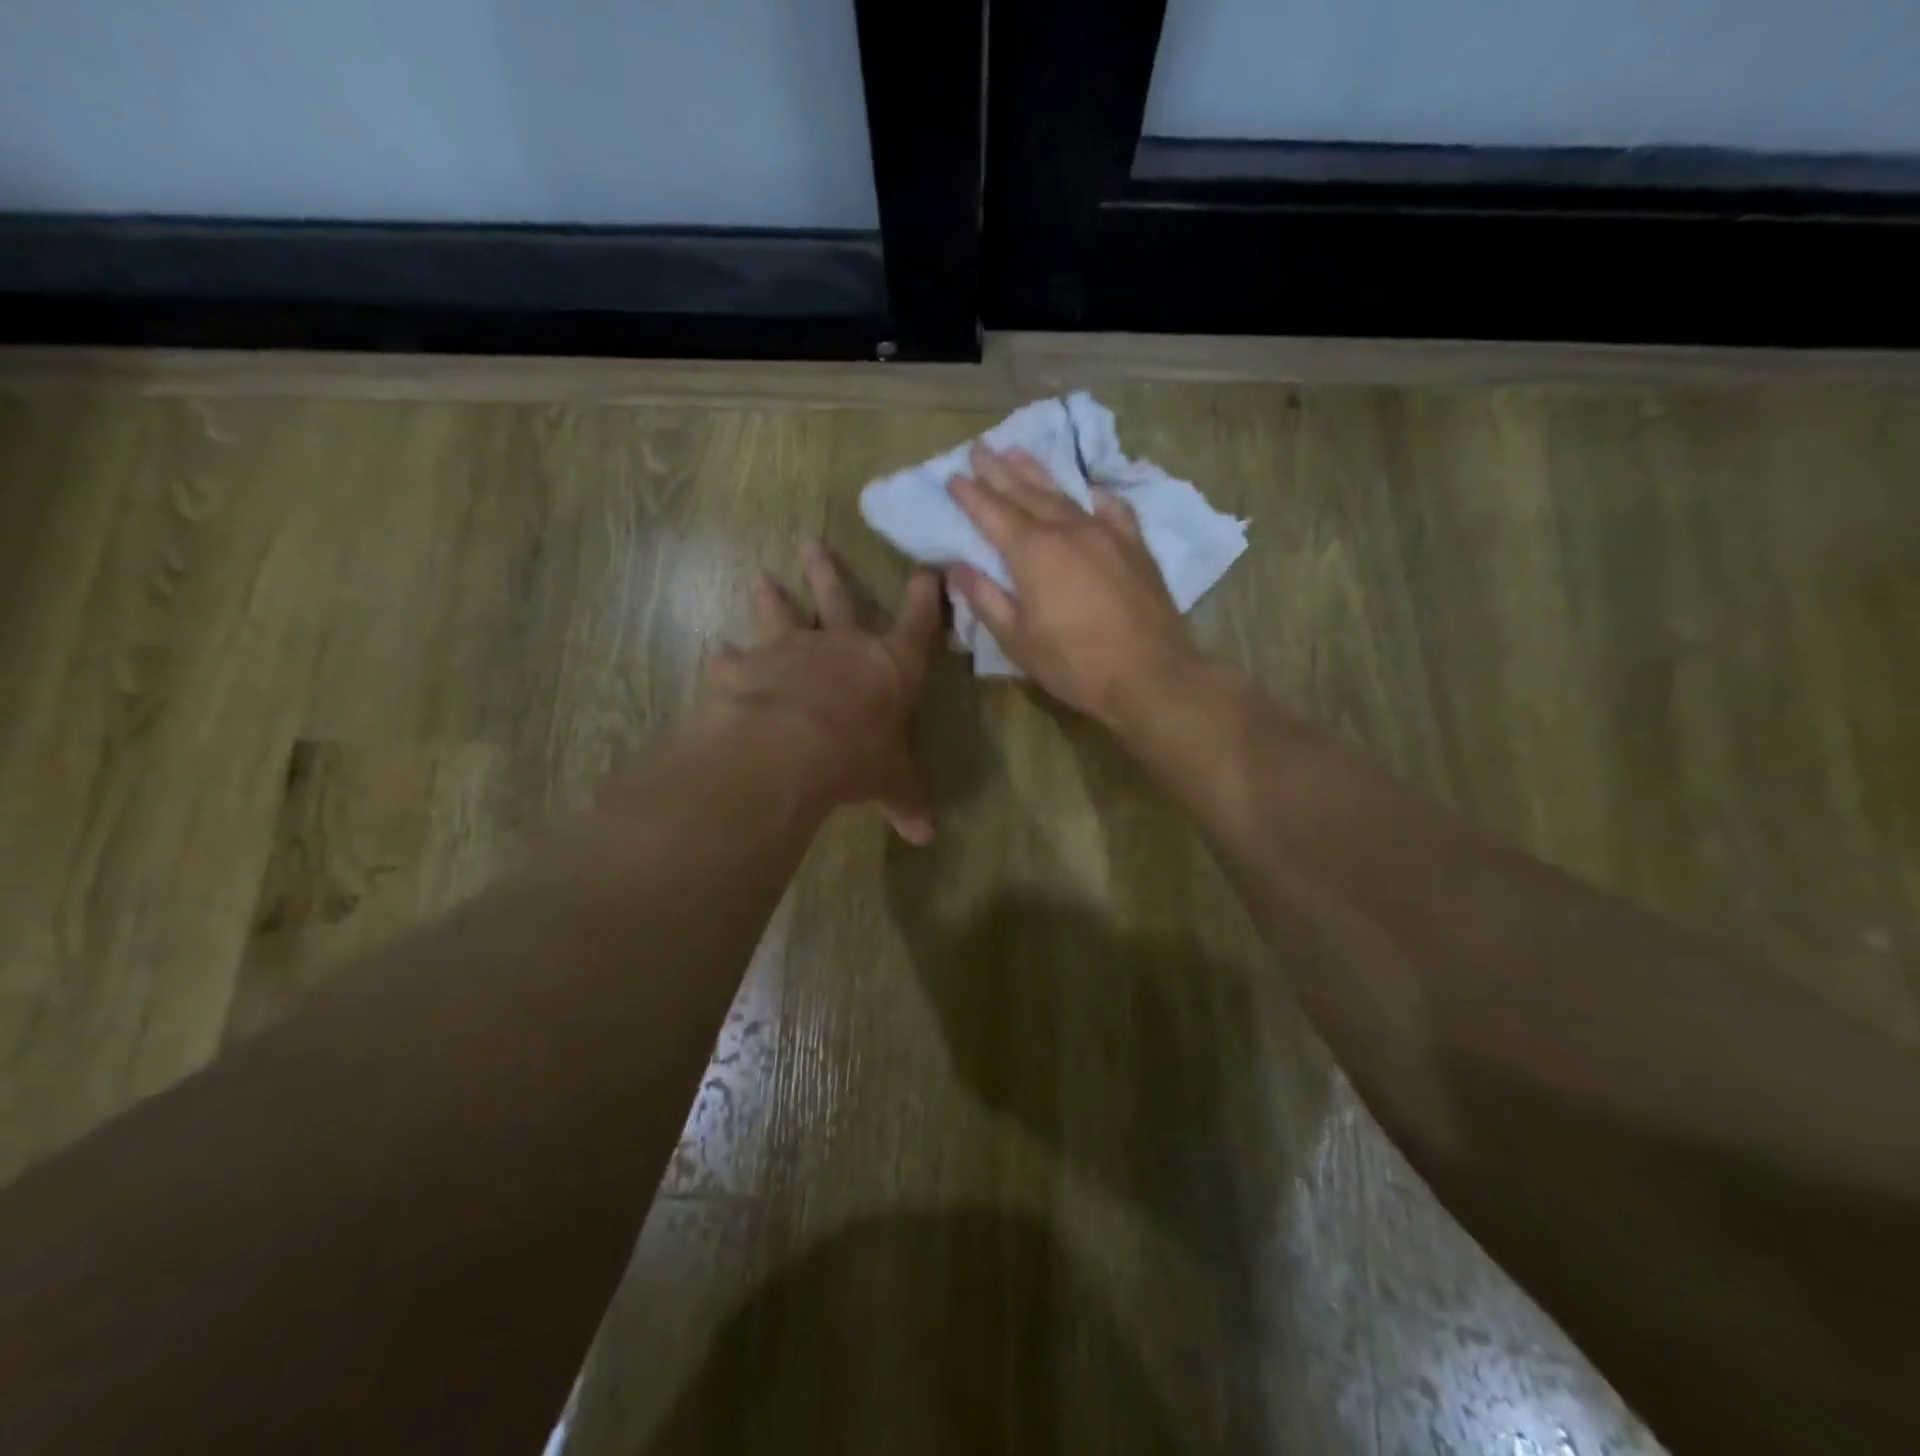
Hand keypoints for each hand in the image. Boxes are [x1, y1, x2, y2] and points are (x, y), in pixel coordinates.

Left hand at [698, 544, 941, 843]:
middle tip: (812, 544)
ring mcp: (792, 651)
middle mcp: (841, 645)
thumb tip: (927, 837)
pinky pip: (734, 660)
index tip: (927, 570)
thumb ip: (906, 801)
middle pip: (838, 599)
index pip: (917, 624)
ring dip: (771, 597)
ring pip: (782, 614)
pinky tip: (715, 653)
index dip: (924, 599)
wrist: (793, 745)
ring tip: (759, 577)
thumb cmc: (858, 755)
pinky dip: (725, 658)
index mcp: (888, 666)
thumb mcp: (890, 782)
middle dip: (828, 574)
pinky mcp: (749, 667)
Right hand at [947, 443, 1197, 724]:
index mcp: (1033, 552)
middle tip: (980, 448)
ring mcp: (1106, 534)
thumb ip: (986, 599)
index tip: (953, 476)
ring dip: (1039, 472)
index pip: (993, 513)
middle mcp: (1069, 530)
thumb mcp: (1017, 640)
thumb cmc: (1074, 664)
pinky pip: (1113, 508)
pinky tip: (1089, 489)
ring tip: (1019, 451)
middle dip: (1000, 471)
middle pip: (1027, 493)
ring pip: (1066, 493)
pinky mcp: (1135, 546)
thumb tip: (956, 568)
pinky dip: (1094, 495)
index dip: (971, 495)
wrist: (1149, 675)